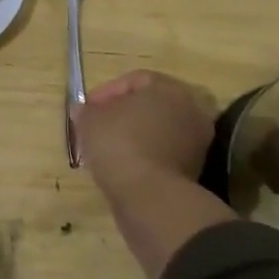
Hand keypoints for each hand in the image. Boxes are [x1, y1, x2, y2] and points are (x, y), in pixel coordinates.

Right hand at [76, 70, 238, 278]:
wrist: (150, 198)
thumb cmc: (119, 145)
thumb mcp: (90, 122)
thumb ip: (85, 111)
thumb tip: (82, 110)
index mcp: (169, 89)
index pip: (135, 80)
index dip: (106, 92)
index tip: (87, 109)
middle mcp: (190, 109)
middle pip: (150, 104)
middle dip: (122, 113)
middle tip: (98, 126)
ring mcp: (197, 141)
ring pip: (158, 130)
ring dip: (135, 135)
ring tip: (108, 149)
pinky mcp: (196, 169)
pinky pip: (164, 152)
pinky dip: (146, 155)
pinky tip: (123, 166)